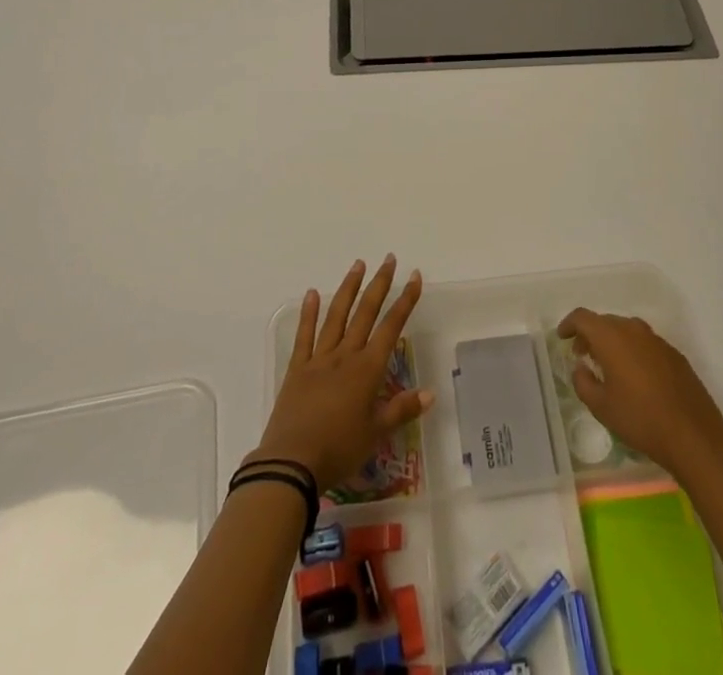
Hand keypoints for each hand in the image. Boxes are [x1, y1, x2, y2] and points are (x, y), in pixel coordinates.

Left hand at [250, 256, 431, 491]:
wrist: (292, 463)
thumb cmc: (339, 449)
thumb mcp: (376, 434)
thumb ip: (402, 410)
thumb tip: (430, 393)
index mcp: (367, 370)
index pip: (391, 327)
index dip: (405, 301)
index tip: (414, 276)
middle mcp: (345, 356)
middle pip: (365, 313)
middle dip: (380, 284)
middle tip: (389, 259)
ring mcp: (319, 359)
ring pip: (337, 316)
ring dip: (349, 288)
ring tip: (358, 264)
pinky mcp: (297, 369)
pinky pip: (304, 335)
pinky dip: (309, 313)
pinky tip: (313, 293)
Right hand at [558, 308, 722, 477]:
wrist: (693, 434)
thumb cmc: (640, 419)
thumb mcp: (601, 407)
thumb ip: (583, 382)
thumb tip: (581, 368)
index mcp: (611, 337)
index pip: (583, 317)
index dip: (569, 324)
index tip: (562, 337)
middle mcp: (633, 329)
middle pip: (605, 322)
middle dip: (590, 335)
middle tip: (582, 355)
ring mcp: (656, 340)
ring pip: (626, 331)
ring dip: (612, 342)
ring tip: (607, 366)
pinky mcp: (673, 353)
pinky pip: (644, 343)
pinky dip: (632, 350)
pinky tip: (634, 376)